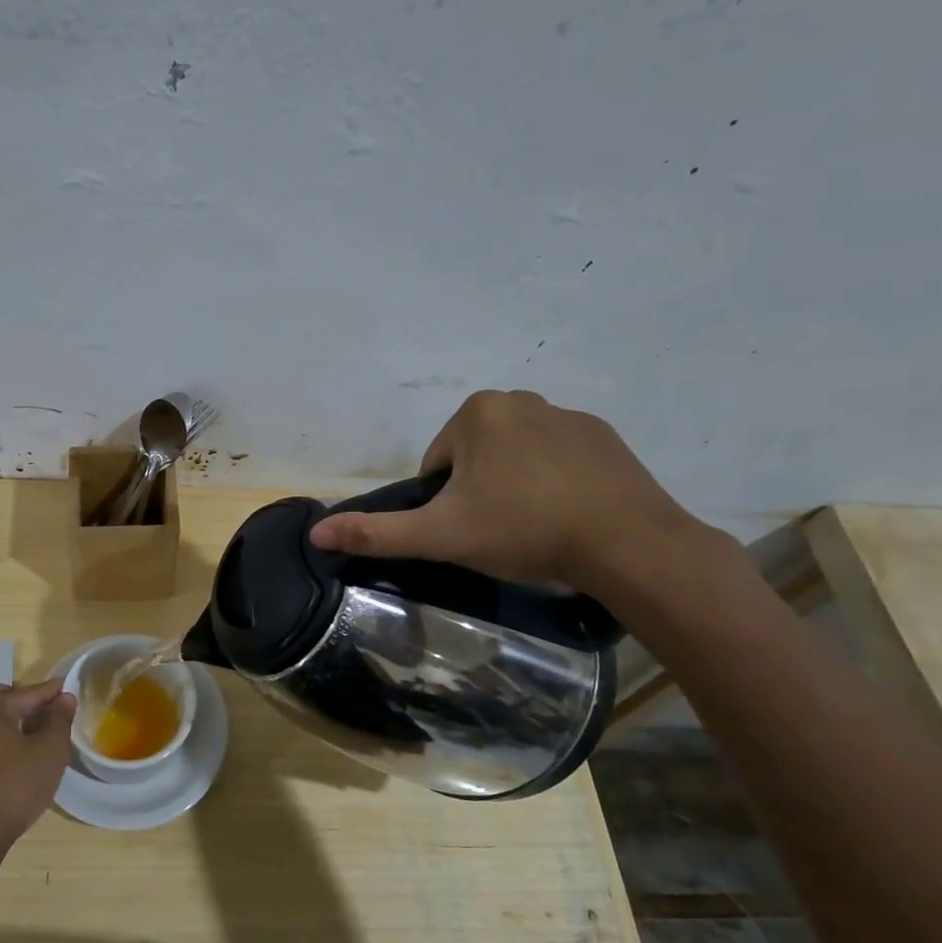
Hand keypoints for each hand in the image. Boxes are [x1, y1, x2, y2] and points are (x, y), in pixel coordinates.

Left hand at [0, 678, 76, 850]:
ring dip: (17, 723)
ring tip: (41, 739)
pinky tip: (21, 758)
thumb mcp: (50, 751)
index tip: (72, 690)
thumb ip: (59, 720)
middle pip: (8, 700)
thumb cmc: (15, 787)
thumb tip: (64, 698)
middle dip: (31, 705)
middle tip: (55, 719)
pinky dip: (5, 739)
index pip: (30, 692)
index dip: (54, 692)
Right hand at [309, 389, 709, 597]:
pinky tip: (566, 517)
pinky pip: (558, 460)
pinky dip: (553, 484)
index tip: (468, 530)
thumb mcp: (440, 536)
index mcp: (477, 413)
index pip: (437, 464)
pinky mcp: (604, 437)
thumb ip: (377, 533)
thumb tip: (316, 533)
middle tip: (498, 534)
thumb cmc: (522, 530)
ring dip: (514, 488)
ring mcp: (568, 415)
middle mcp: (520, 399)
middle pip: (475, 457)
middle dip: (478, 492)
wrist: (625, 543)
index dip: (444, 503)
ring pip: (516, 458)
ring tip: (534, 529)